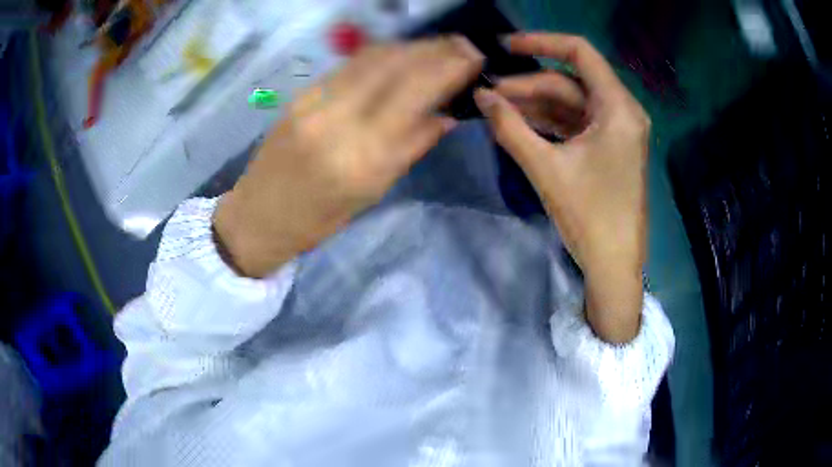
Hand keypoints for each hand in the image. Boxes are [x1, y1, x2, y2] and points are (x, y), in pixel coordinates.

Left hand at [214, 37, 483, 277]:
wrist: (259, 215)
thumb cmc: (318, 220)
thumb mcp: (372, 193)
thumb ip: (411, 147)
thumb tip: (447, 116)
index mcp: (362, 155)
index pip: (415, 93)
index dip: (449, 68)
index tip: (475, 58)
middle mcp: (338, 118)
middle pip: (395, 64)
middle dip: (435, 48)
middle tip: (464, 44)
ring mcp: (316, 100)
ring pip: (372, 57)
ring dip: (411, 46)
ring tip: (439, 46)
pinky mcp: (303, 94)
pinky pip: (350, 65)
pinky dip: (383, 55)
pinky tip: (401, 55)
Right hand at [474, 33, 649, 342]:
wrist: (614, 265)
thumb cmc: (589, 217)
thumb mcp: (546, 168)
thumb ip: (510, 127)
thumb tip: (481, 96)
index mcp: (618, 107)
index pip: (579, 52)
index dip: (540, 42)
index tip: (504, 46)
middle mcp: (622, 111)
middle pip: (569, 82)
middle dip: (527, 84)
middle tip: (488, 93)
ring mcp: (616, 130)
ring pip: (570, 103)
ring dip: (535, 104)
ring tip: (496, 109)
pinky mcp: (609, 148)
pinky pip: (575, 123)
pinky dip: (549, 122)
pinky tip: (518, 125)